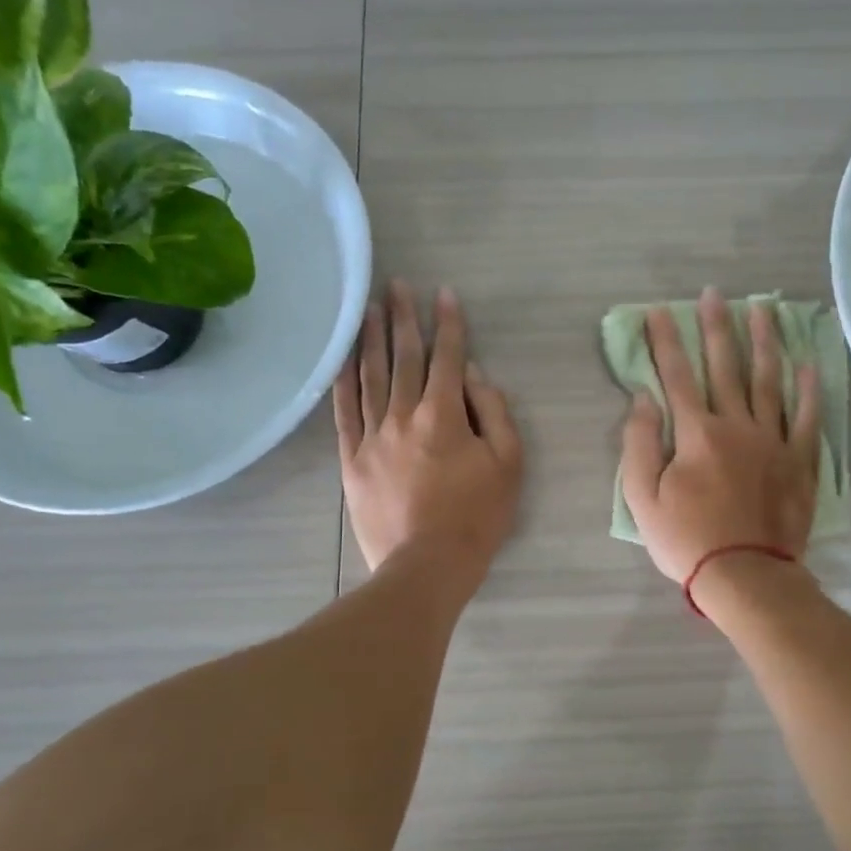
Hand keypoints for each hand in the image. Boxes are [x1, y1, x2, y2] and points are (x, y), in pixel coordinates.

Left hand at [334, 281, 522, 588]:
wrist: (426, 565)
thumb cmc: (477, 516)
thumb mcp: (508, 464)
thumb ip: (493, 413)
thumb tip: (473, 375)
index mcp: (443, 415)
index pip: (447, 358)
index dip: (448, 324)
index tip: (443, 294)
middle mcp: (403, 415)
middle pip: (404, 358)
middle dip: (403, 318)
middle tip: (396, 285)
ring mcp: (373, 436)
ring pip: (371, 377)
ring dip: (371, 339)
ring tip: (368, 308)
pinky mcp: (352, 459)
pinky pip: (344, 412)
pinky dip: (343, 381)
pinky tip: (343, 358)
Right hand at [620, 287, 820, 592]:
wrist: (746, 576)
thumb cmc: (687, 540)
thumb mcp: (642, 498)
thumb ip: (638, 444)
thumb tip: (643, 399)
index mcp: (696, 433)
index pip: (677, 376)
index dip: (665, 342)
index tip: (658, 311)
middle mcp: (737, 425)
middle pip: (725, 367)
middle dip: (716, 327)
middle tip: (714, 294)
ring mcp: (774, 441)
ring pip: (769, 381)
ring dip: (764, 343)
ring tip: (763, 309)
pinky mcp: (800, 461)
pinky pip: (807, 418)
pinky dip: (809, 390)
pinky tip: (809, 364)